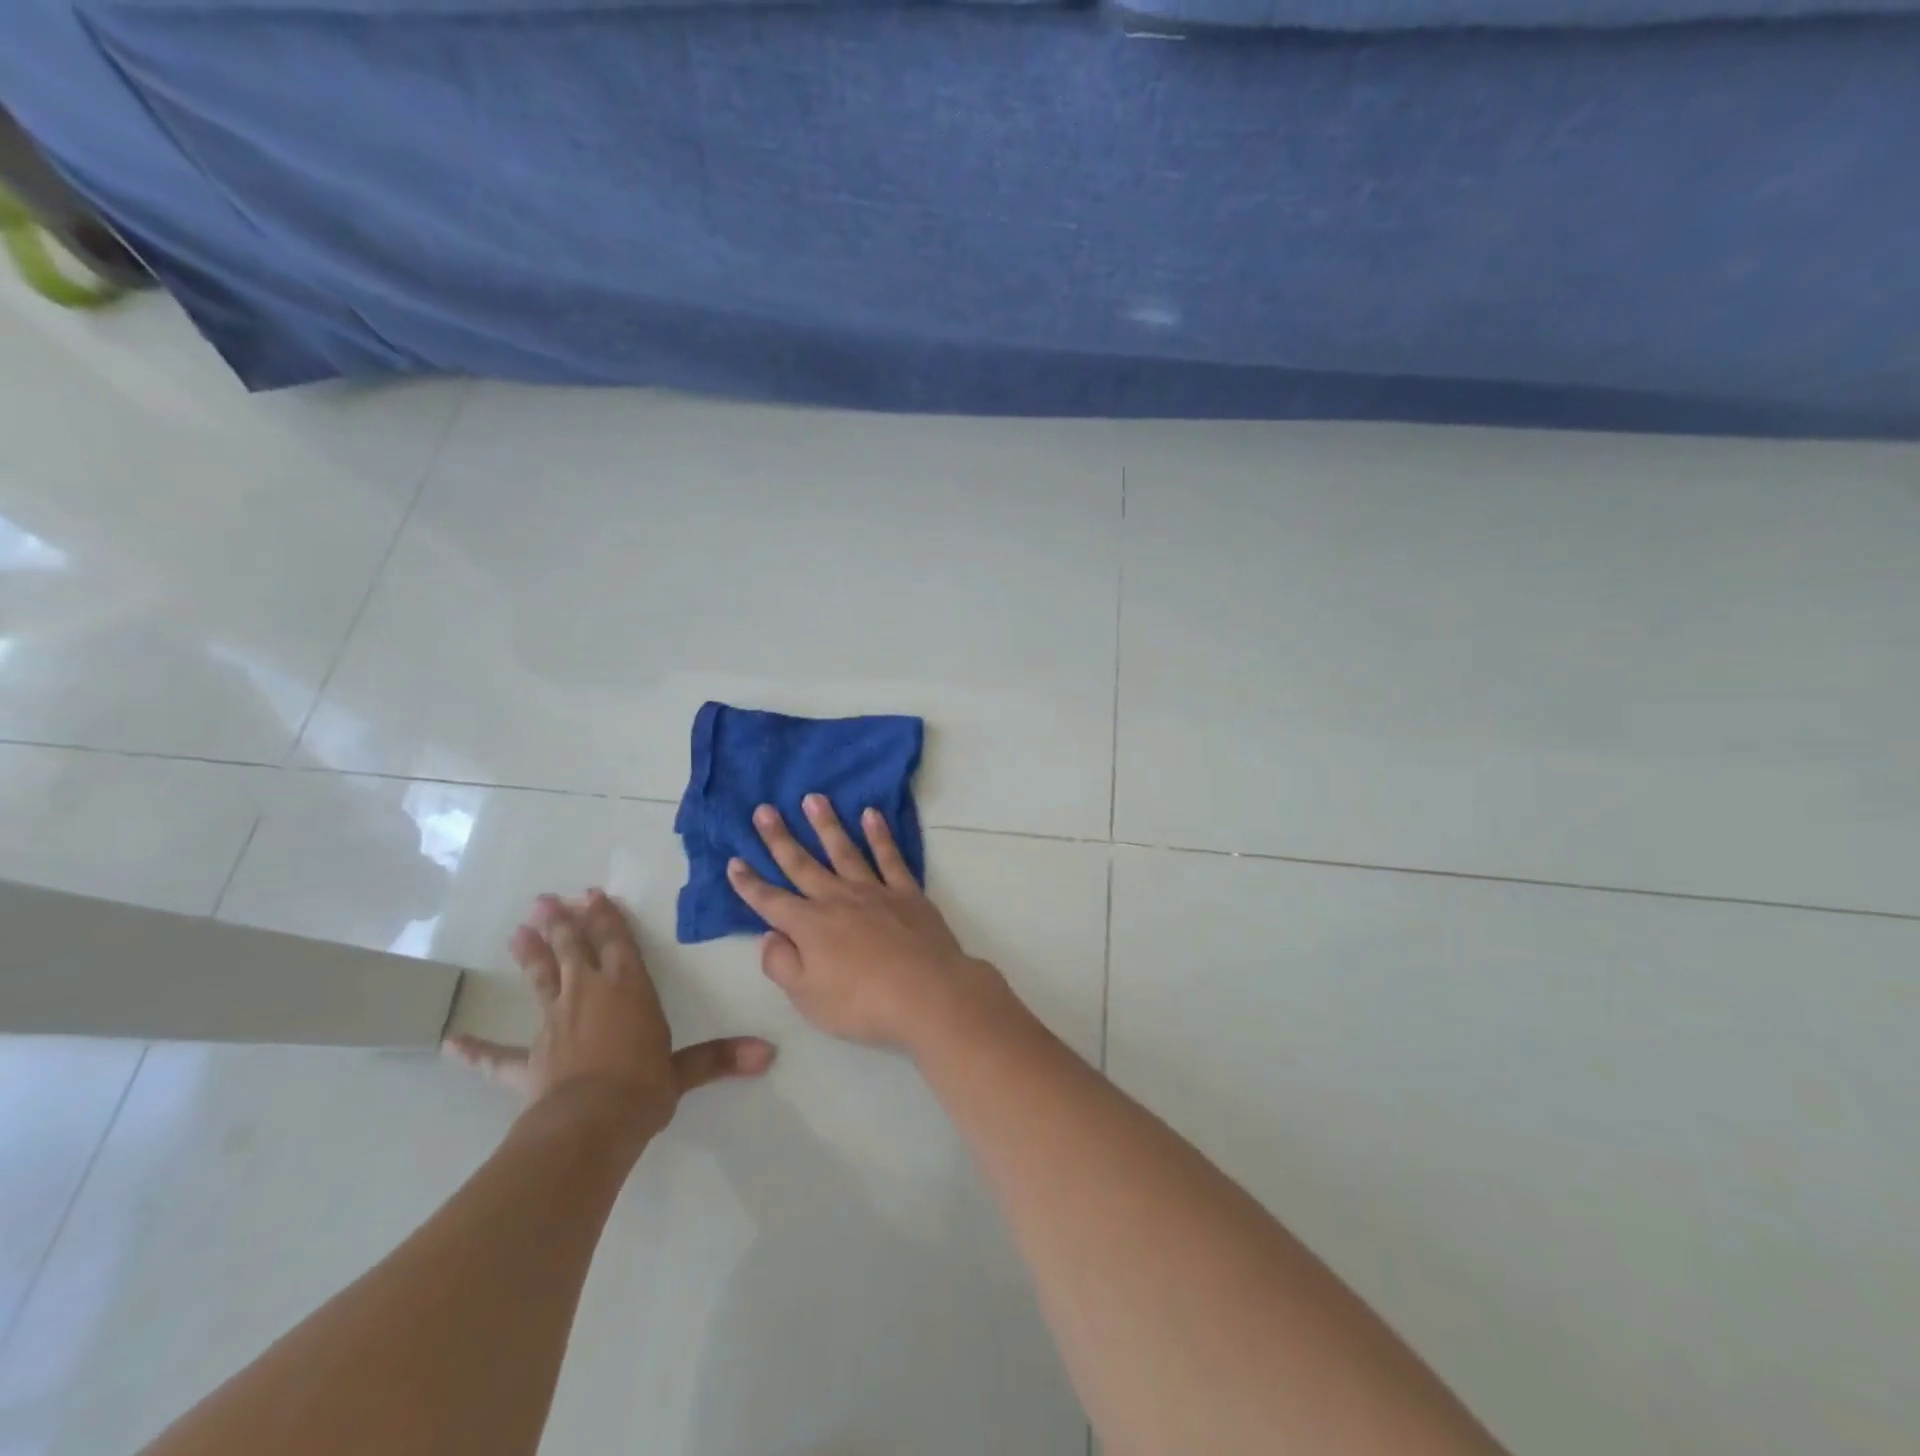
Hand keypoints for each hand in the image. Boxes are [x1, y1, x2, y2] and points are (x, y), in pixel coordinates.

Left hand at [444, 889, 774, 1149]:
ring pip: (542, 980)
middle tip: (545, 900)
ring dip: (531, 955)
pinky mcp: (527, 1062)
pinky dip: (474, 1050)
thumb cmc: (643, 1086)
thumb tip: (769, 1053)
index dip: (606, 918)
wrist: (591, 1125)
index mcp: (629, 989)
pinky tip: (449, 1042)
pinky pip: (496, 1056)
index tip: (591, 894)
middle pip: (573, 950)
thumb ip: (721, 1058)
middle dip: (562, 923)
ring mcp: (554, 1025)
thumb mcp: (685, 1071)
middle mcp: (589, 995)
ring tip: (518, 930)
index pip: (618, 943)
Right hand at [727, 795, 1020, 1054]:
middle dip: (779, 838)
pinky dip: (879, 835)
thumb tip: (769, 935)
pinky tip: (871, 815)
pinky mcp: (906, 892)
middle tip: (764, 810)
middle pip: (802, 864)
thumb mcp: (807, 997)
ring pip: (844, 850)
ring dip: (826, 824)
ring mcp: (874, 891)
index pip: (770, 901)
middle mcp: (837, 899)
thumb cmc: (862, 1003)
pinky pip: (889, 857)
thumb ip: (782, 964)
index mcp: (809, 926)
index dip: (749, 884)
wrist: (928, 993)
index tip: (734, 861)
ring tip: (813, 798)